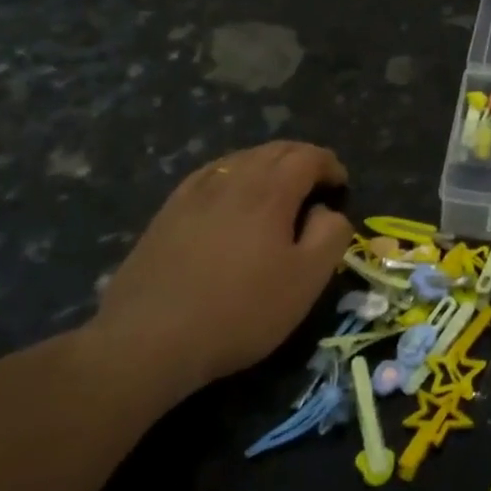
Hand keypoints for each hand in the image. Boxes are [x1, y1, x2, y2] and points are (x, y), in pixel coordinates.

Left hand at [82, 143, 352, 402]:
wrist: (150, 339)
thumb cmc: (242, 310)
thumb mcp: (307, 280)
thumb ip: (330, 235)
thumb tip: (327, 211)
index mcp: (269, 191)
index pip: (307, 157)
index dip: (329, 165)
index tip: (341, 185)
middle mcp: (232, 180)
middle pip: (273, 151)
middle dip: (301, 159)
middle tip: (317, 182)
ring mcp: (194, 194)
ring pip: (239, 160)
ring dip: (267, 165)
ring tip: (279, 189)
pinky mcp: (167, 213)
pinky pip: (209, 177)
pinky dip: (232, 176)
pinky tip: (230, 197)